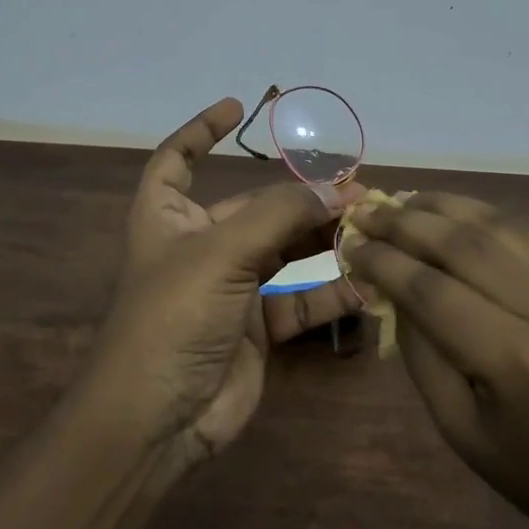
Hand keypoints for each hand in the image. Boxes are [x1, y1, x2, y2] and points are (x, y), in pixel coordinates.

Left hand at [88, 98, 364, 463]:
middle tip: (357, 187)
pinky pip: (301, 300)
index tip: (237, 108)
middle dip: (302, 196)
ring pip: (287, 252)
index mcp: (168, 219)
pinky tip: (368, 283)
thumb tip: (336, 188)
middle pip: (255, 207)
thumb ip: (279, 216)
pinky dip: (332, 292)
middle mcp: (200, 247)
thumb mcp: (219, 254)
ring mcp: (231, 289)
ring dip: (326, 241)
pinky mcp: (258, 329)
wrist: (157, 420)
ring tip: (372, 226)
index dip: (201, 132)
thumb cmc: (171, 319)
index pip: (176, 161)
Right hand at [344, 192, 528, 528]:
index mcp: (516, 360)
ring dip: (443, 206)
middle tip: (363, 210)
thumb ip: (423, 356)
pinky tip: (452, 212)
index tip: (348, 244)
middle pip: (464, 244)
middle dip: (404, 222)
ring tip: (400, 198)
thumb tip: (393, 294)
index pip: (432, 289)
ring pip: (499, 226)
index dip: (383, 262)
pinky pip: (526, 237)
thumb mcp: (462, 431)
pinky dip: (481, 216)